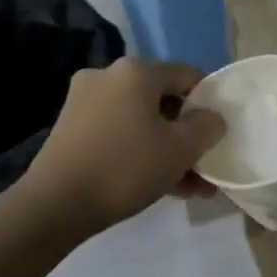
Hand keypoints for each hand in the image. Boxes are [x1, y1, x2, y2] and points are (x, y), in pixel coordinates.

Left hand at [21, 59, 225, 234]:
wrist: (56, 204)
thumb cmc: (126, 168)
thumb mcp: (181, 149)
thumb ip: (207, 127)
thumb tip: (212, 117)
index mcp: (136, 72)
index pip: (188, 75)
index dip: (210, 102)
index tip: (219, 133)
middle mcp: (108, 77)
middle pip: (163, 101)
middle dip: (187, 134)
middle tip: (206, 164)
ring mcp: (85, 102)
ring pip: (141, 122)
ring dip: (168, 150)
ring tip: (191, 187)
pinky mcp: (72, 129)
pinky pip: (119, 135)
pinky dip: (141, 153)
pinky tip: (162, 186)